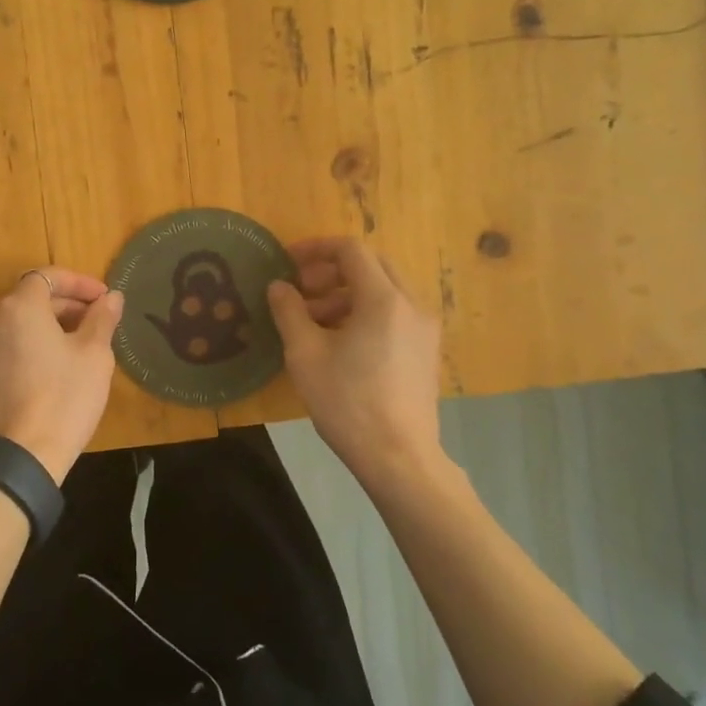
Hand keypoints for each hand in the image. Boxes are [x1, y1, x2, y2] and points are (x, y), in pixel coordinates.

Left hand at [0, 267, 124, 483]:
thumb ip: (101, 318)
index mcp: (20, 305)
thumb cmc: (64, 400)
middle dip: (57, 306)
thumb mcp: (94, 356)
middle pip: (24, 298)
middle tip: (86, 325)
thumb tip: (111, 297)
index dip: (78, 284)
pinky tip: (15, 366)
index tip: (101, 299)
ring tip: (50, 346)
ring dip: (25, 325)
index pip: (49, 277)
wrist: (17, 458)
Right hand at [268, 238, 443, 485]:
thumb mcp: (305, 353)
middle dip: (331, 271)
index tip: (287, 262)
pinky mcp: (425, 351)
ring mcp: (424, 328)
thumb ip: (289, 310)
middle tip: (301, 290)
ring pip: (383, 290)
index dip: (315, 249)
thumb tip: (279, 286)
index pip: (351, 250)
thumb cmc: (347, 402)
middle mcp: (411, 304)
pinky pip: (394, 313)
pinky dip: (365, 312)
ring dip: (346, 294)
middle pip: (371, 265)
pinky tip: (339, 342)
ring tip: (312, 321)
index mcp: (383, 298)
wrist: (398, 457)